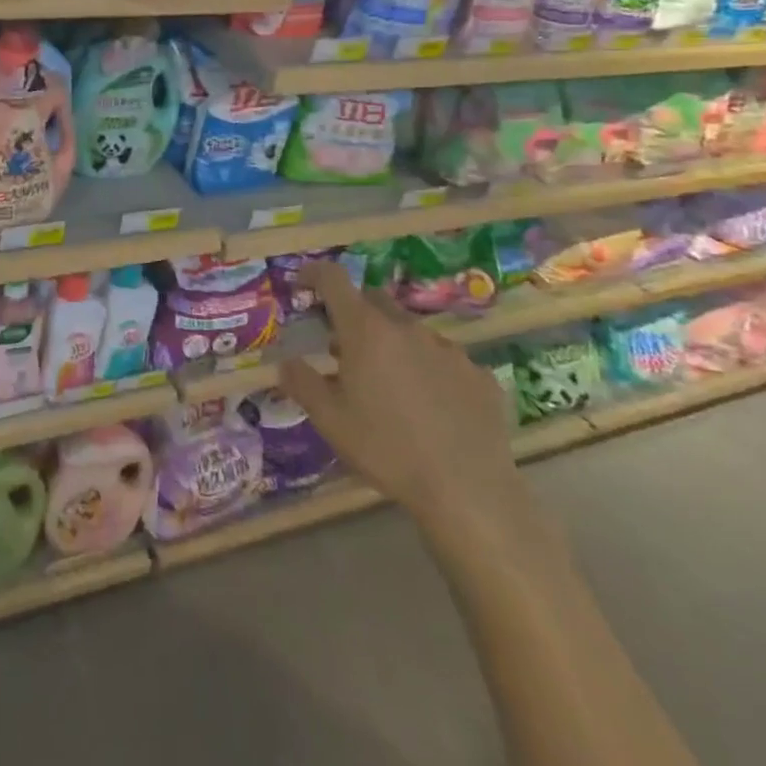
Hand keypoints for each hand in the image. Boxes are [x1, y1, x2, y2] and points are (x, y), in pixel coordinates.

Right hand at [281, 263, 535, 550]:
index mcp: (366, 331)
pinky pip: (444, 360)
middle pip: (373, 301)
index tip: (302, 283)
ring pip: (410, 331)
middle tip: (343, 348)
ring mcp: (448, 349)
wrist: (468, 491)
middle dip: (354, 314)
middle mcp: (407, 328)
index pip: (334, 280)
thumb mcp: (330, 421)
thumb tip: (287, 362)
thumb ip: (303, 383)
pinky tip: (430, 408)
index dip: (315, 274)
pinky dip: (428, 371)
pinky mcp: (478, 375)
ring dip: (392, 344)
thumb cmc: (387, 450)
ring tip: (388, 385)